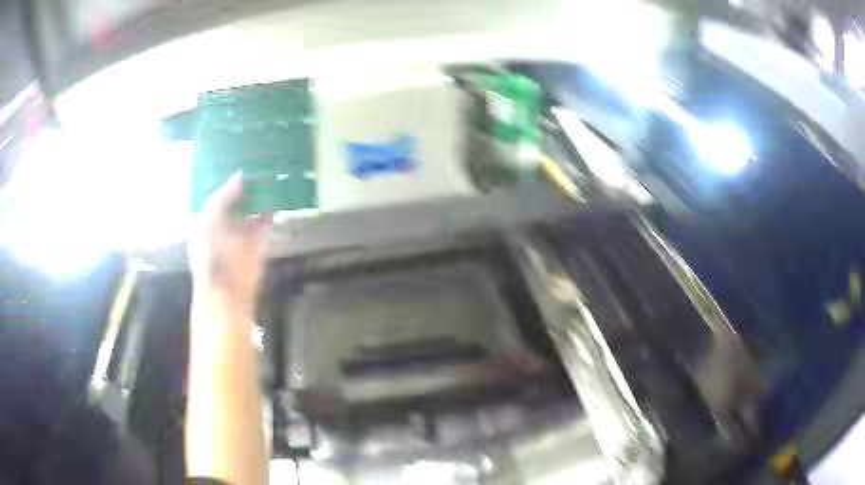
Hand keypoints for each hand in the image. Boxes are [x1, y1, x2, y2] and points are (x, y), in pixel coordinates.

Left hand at [188, 174, 271, 310]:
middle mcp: (223, 224)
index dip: (224, 180)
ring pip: (251, 209)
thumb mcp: (209, 220)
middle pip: (234, 200)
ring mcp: (241, 233)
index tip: (236, 160)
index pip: (215, 195)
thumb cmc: (211, 255)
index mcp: (206, 220)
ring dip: (259, 195)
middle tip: (257, 163)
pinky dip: (271, 209)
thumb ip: (222, 197)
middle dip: (244, 185)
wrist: (228, 290)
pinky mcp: (258, 242)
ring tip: (270, 174)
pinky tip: (278, 194)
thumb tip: (239, 177)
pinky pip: (265, 221)